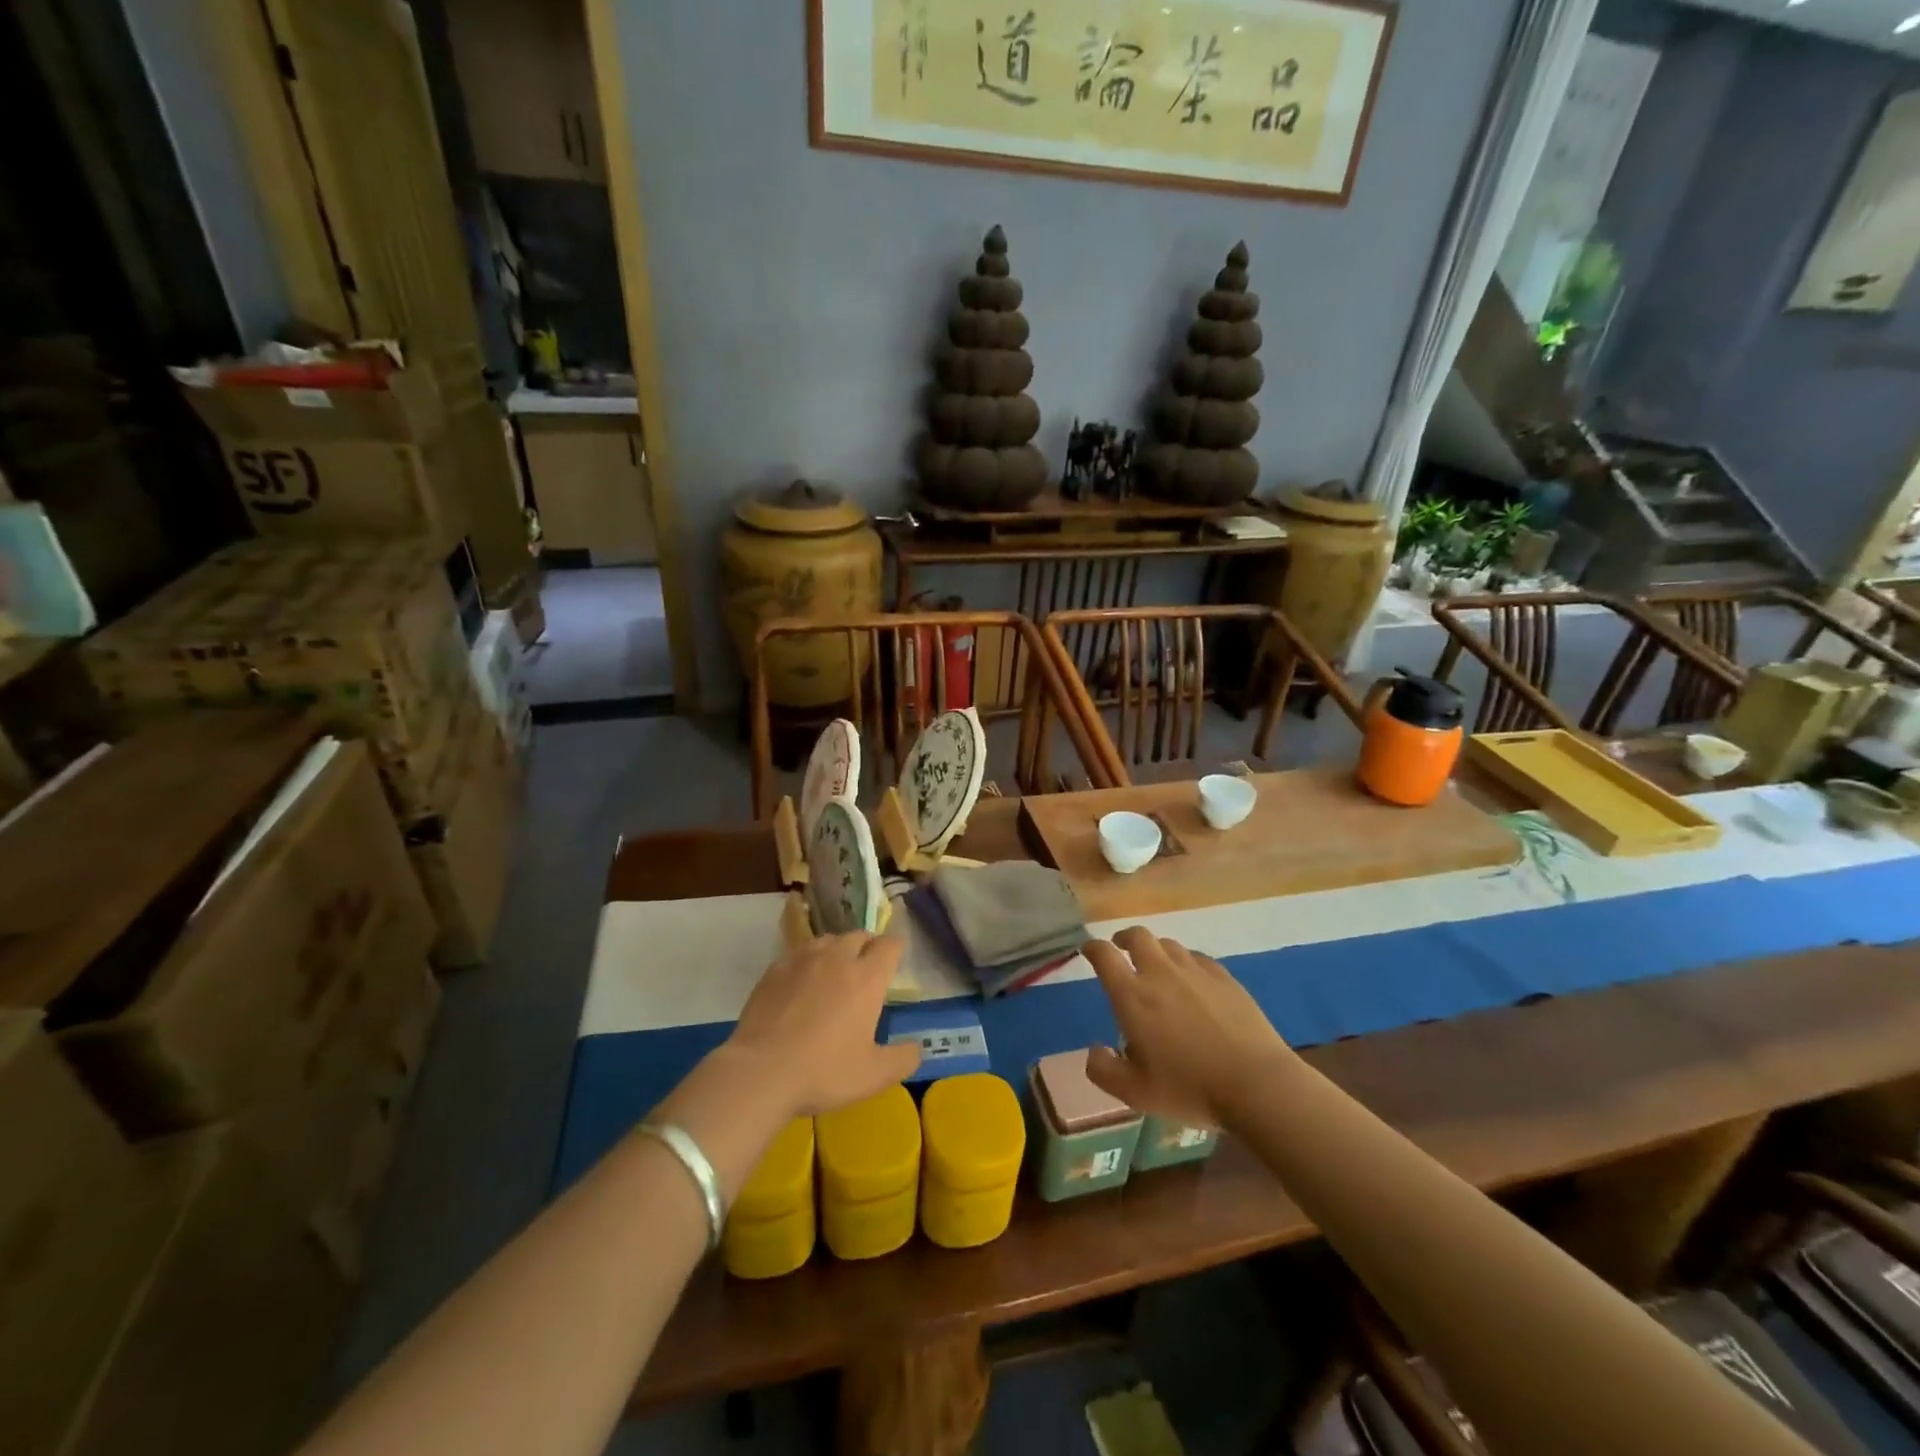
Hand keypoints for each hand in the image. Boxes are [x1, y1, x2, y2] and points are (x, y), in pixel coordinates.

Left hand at [726, 933, 919, 1117]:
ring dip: (837, 951)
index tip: (894, 964)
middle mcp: (837, 958)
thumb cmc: (824, 1072)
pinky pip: (799, 953)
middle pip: (859, 936)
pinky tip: (801, 985)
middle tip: (865, 971)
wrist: (760, 1072)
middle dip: (867, 947)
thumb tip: (917, 1047)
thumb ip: (903, 1058)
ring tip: (834, 974)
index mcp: (867, 978)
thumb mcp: (874, 1075)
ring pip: (828, 940)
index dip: (895, 951)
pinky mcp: (774, 969)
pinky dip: (807, 962)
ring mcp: (803, 959)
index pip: (890, 945)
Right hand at [1082, 927, 1285, 1128]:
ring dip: (1156, 950)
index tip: (1088, 951)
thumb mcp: (1135, 1093)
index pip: (1103, 955)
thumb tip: (1094, 1050)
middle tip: (1121, 949)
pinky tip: (1192, 981)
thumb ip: (1104, 1071)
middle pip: (1137, 935)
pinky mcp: (1224, 978)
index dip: (1092, 948)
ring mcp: (1195, 971)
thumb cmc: (1189, 1089)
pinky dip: (1186, 963)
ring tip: (1157, 967)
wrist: (1256, 1084)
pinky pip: (1197, 958)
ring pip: (1168, 944)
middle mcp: (1160, 973)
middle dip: (1124, 938)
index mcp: (1132, 996)